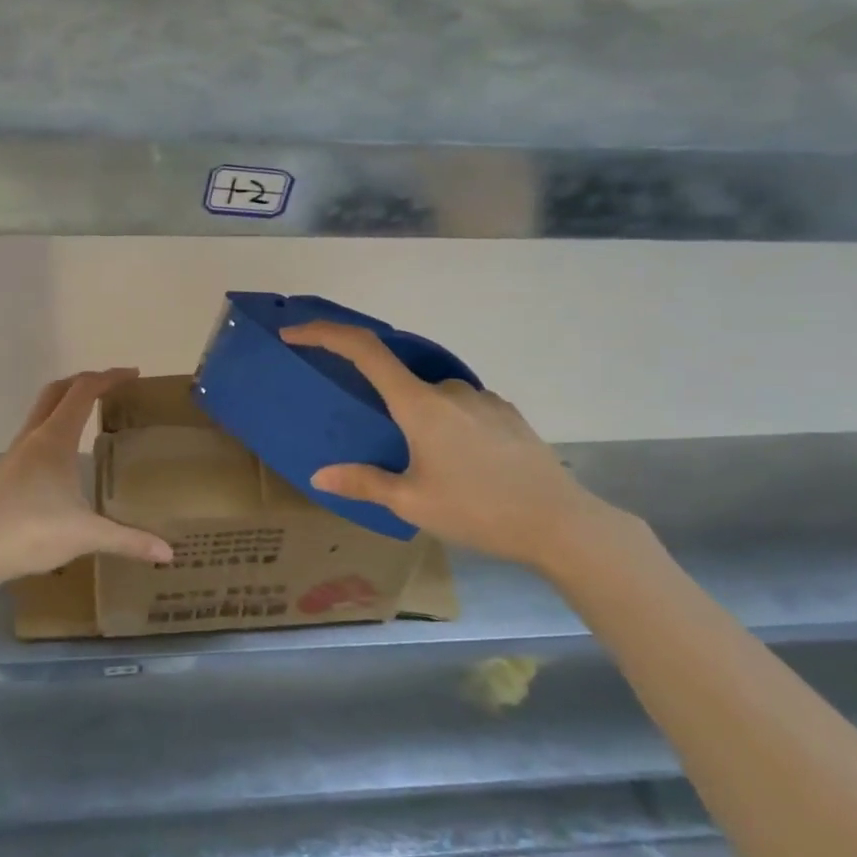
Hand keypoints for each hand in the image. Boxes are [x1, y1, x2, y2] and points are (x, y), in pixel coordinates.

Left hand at [0, 369, 173, 583]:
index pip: (83, 391)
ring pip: (42, 411)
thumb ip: (128, 539)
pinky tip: (67, 454)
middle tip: (114, 387)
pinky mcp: (7, 472)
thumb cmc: (31, 532)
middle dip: (86, 381)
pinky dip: (56, 426)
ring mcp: (16, 454)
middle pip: (57, 391)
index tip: (134, 375)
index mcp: (54, 439)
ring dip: (67, 402)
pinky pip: (36, 433)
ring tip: (93, 414)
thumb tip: (168, 552)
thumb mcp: (86, 535)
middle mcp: (33, 438)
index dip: (109, 378)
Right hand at [279, 322, 615, 571]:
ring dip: (417, 419)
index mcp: (420, 405)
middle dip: (381, 403)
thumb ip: (364, 482)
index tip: (296, 333)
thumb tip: (319, 475)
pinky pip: (462, 407)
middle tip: (380, 443)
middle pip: (399, 379)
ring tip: (426, 468)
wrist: (560, 522)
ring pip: (433, 397)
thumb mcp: (413, 503)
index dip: (325, 334)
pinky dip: (446, 424)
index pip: (364, 351)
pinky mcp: (506, 413)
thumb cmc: (478, 511)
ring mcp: (483, 398)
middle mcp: (450, 389)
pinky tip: (459, 464)